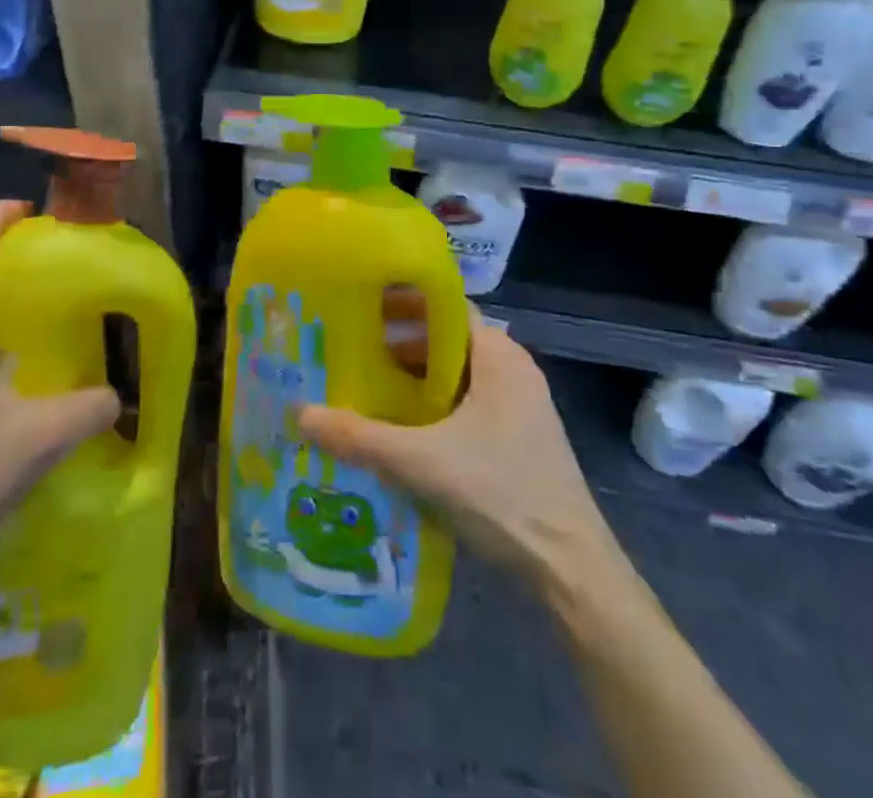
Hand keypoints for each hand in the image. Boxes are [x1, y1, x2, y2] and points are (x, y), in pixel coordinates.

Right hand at [298, 307, 615, 584]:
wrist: (571, 570)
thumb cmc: (502, 494)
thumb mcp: (422, 462)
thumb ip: (361, 437)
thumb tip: (301, 413)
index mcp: (499, 356)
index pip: (446, 307)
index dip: (403, 303)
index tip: (360, 307)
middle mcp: (512, 370)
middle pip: (447, 342)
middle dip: (399, 345)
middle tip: (350, 351)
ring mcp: (518, 407)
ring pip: (455, 377)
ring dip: (413, 381)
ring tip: (364, 390)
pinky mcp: (516, 439)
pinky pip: (465, 406)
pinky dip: (431, 409)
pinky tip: (399, 432)